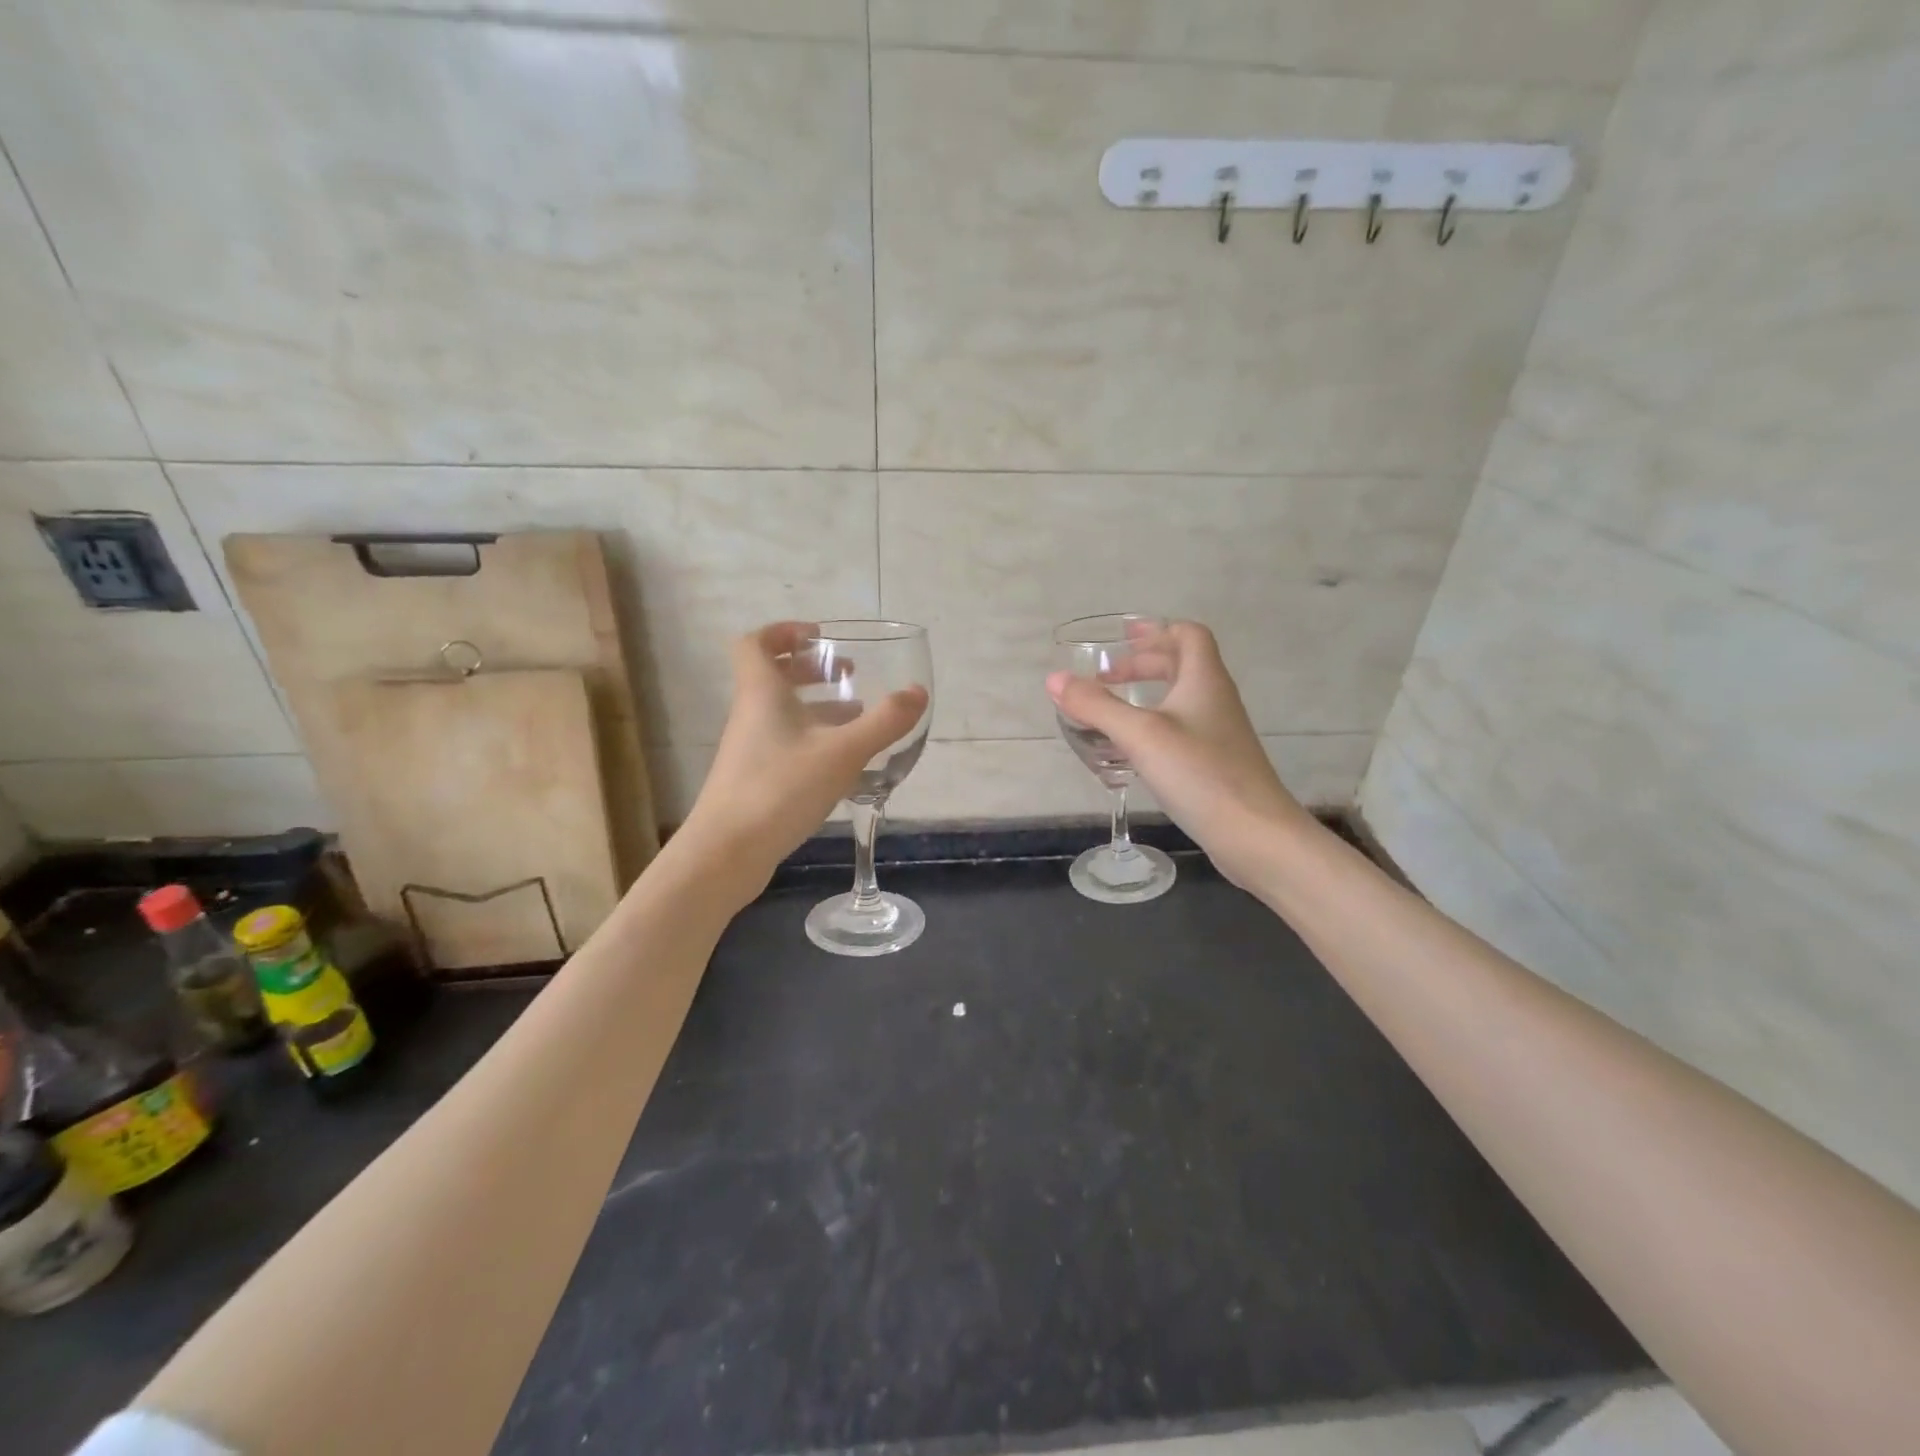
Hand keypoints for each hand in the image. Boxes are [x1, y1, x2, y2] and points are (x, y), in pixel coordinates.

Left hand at [677, 622, 929, 895]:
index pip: (757, 643)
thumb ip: (884, 722)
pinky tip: (841, 761)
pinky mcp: (754, 779)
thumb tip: (917, 692)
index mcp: (763, 693)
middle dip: (810, 669)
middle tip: (847, 673)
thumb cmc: (781, 788)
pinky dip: (812, 738)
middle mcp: (751, 714)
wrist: (727, 852)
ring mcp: (749, 749)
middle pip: (772, 676)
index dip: (785, 631)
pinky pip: (784, 742)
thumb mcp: (843, 752)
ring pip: (781, 712)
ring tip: (855, 714)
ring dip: (816, 705)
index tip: (820, 637)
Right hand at [1046, 621, 1313, 891]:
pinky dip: (1153, 728)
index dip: (1156, 631)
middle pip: (1182, 665)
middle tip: (1106, 678)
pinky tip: (1131, 752)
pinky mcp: (1216, 764)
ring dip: (1146, 697)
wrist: (1255, 834)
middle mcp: (1215, 700)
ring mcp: (1219, 734)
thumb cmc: (1200, 774)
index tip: (1122, 639)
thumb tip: (1055, 679)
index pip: (1188, 635)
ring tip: (1110, 712)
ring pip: (1180, 700)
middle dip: (1143, 664)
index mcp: (1204, 680)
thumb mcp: (1140, 735)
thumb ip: (1097, 706)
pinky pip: (1181, 731)